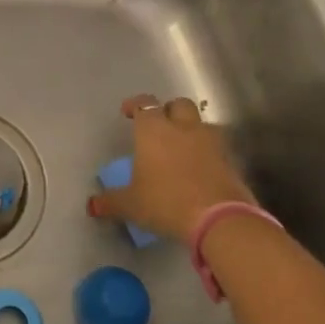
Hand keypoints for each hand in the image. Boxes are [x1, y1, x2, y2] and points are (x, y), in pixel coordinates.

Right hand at [88, 94, 258, 245]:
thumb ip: (111, 202)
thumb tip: (93, 205)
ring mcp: (211, 143)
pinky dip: (208, 153)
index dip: (136, 105)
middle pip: (179, 105)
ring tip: (182, 147)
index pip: (145, 104)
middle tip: (160, 125)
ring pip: (202, 124)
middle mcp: (183, 128)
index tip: (128, 112)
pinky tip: (200, 169)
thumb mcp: (131, 205)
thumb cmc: (166, 202)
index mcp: (154, 130)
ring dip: (192, 130)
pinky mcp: (231, 162)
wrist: (219, 219)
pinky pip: (217, 148)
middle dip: (169, 110)